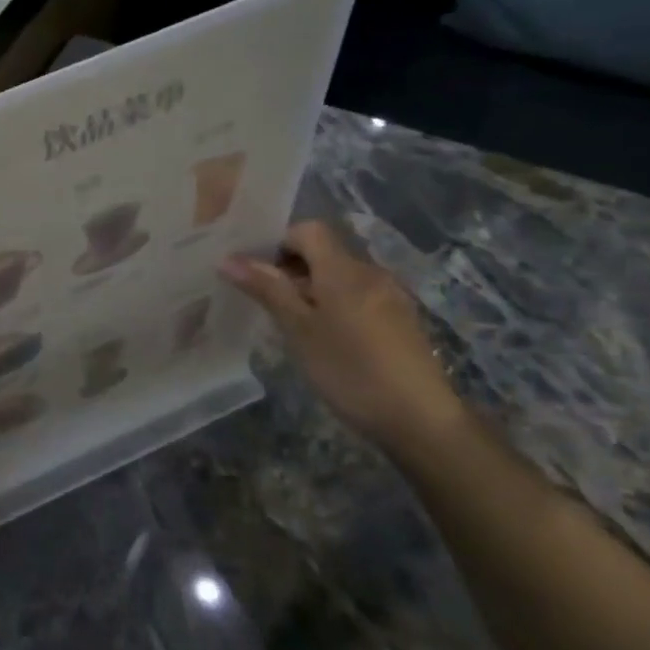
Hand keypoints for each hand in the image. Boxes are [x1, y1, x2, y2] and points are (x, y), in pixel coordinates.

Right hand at [219, 221, 465, 451]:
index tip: (260, 274)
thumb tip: (228, 259)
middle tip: (269, 305)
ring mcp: (390, 296)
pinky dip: (336, 306)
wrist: (421, 420)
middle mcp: (370, 272)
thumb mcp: (299, 330)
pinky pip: (358, 296)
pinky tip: (329, 342)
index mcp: (343, 269)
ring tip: (295, 327)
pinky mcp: (400, 319)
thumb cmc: (350, 371)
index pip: (308, 230)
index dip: (279, 243)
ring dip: (313, 290)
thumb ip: (267, 289)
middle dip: (293, 270)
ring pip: (341, 276)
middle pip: (325, 252)